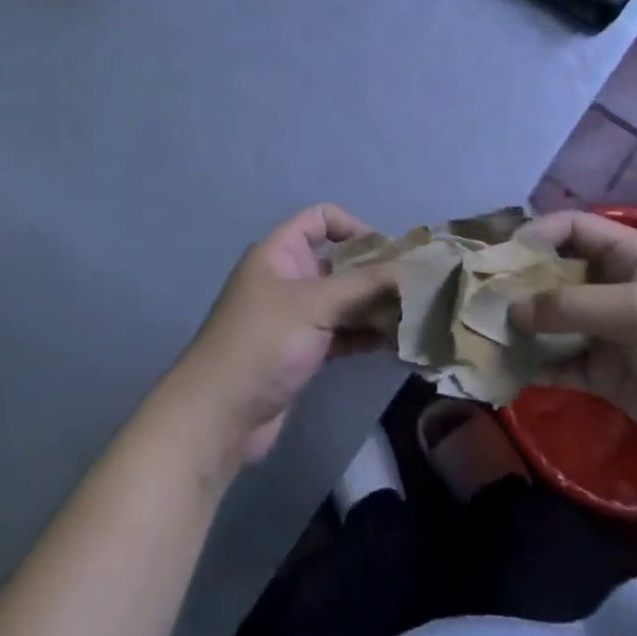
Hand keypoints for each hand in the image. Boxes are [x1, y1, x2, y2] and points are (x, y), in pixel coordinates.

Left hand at [172, 205, 397, 466]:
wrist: (219, 416)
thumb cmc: (263, 342)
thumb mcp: (316, 304)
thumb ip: (365, 284)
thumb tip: (411, 268)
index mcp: (280, 252)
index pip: (320, 219)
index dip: (355, 227)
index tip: (389, 253)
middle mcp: (287, 278)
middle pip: (338, 263)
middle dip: (375, 273)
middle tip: (417, 288)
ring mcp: (294, 317)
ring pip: (342, 301)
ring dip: (375, 307)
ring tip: (416, 318)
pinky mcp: (301, 352)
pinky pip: (340, 333)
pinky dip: (365, 335)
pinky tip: (397, 344)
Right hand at [510, 211, 636, 491]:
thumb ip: (572, 306)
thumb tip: (511, 309)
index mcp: (631, 256)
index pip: (573, 229)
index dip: (537, 235)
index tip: (501, 257)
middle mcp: (616, 288)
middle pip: (557, 274)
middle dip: (520, 283)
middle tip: (478, 297)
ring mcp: (611, 333)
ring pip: (555, 320)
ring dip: (523, 325)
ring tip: (482, 333)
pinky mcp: (609, 376)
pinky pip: (563, 362)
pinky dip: (537, 364)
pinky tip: (507, 369)